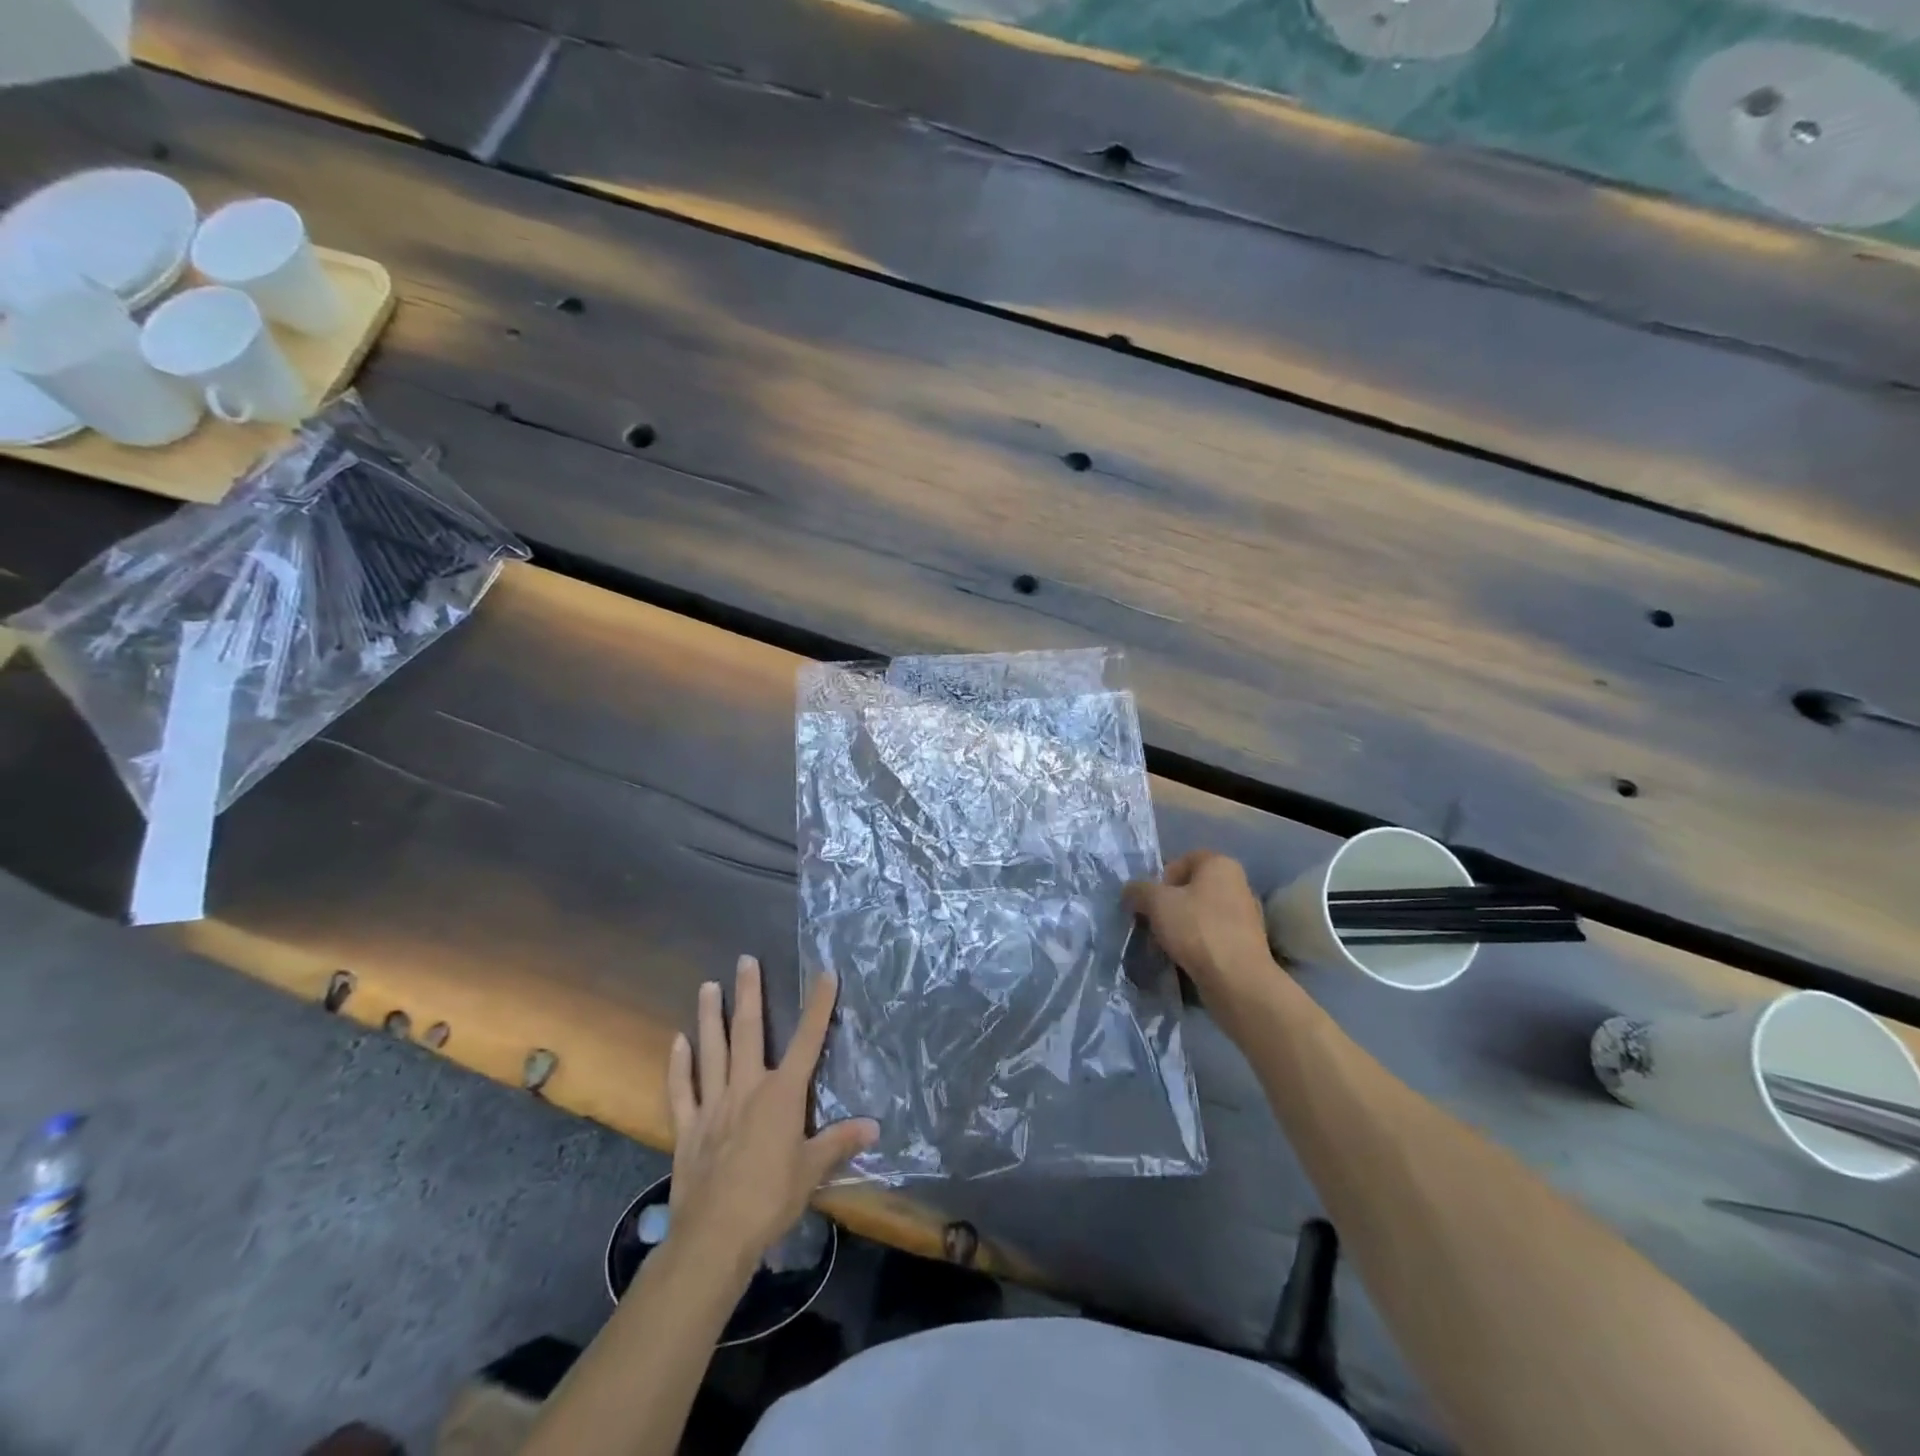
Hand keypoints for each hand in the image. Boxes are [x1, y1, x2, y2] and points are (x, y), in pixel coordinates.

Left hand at [665, 956, 877, 1276]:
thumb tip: (874, 1126)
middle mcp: (747, 1088)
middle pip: (749, 1032)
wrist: (714, 1237)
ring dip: (710, 1017)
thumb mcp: (813, 1171)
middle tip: (745, 960)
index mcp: (781, 1094)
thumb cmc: (770, 1199)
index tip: (825, 974)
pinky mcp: (687, 1128)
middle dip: (749, 993)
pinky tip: (677, 1042)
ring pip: (711, 1051)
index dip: (819, 1006)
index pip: (808, 1041)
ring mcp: (713, 1105)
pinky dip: (678, 1065)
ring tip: (708, 986)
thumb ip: (840, 1142)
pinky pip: (681, 1090)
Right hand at [1125, 851, 1288, 1032]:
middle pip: (1192, 888)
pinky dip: (1198, 943)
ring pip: (1202, 913)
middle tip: (1154, 923)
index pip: (1182, 860)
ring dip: (1182, 925)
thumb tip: (1131, 891)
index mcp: (1220, 864)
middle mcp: (1238, 883)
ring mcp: (1246, 914)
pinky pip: (1214, 935)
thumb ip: (1138, 890)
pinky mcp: (1247, 942)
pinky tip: (1186, 958)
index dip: (1161, 878)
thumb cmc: (1196, 929)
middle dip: (1169, 905)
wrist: (1237, 980)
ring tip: (1167, 944)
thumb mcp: (1156, 902)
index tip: (1150, 902)